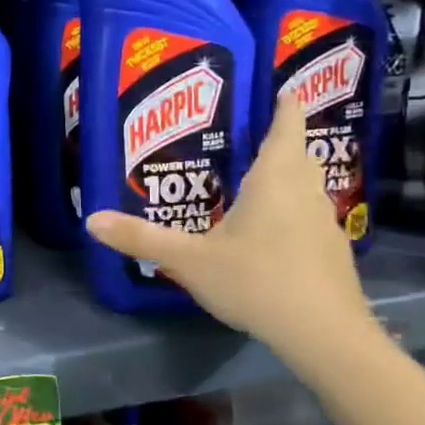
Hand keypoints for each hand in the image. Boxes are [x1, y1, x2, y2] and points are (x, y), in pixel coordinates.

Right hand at [85, 89, 375, 355]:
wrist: (325, 335)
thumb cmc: (257, 282)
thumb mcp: (189, 260)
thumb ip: (141, 239)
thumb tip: (92, 220)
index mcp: (274, 180)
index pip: (286, 127)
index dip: (286, 105)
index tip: (283, 88)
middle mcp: (305, 192)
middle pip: (298, 155)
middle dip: (281, 140)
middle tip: (252, 134)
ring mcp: (324, 223)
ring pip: (307, 186)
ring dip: (288, 176)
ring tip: (256, 180)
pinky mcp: (332, 253)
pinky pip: (310, 216)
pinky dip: (293, 211)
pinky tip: (272, 233)